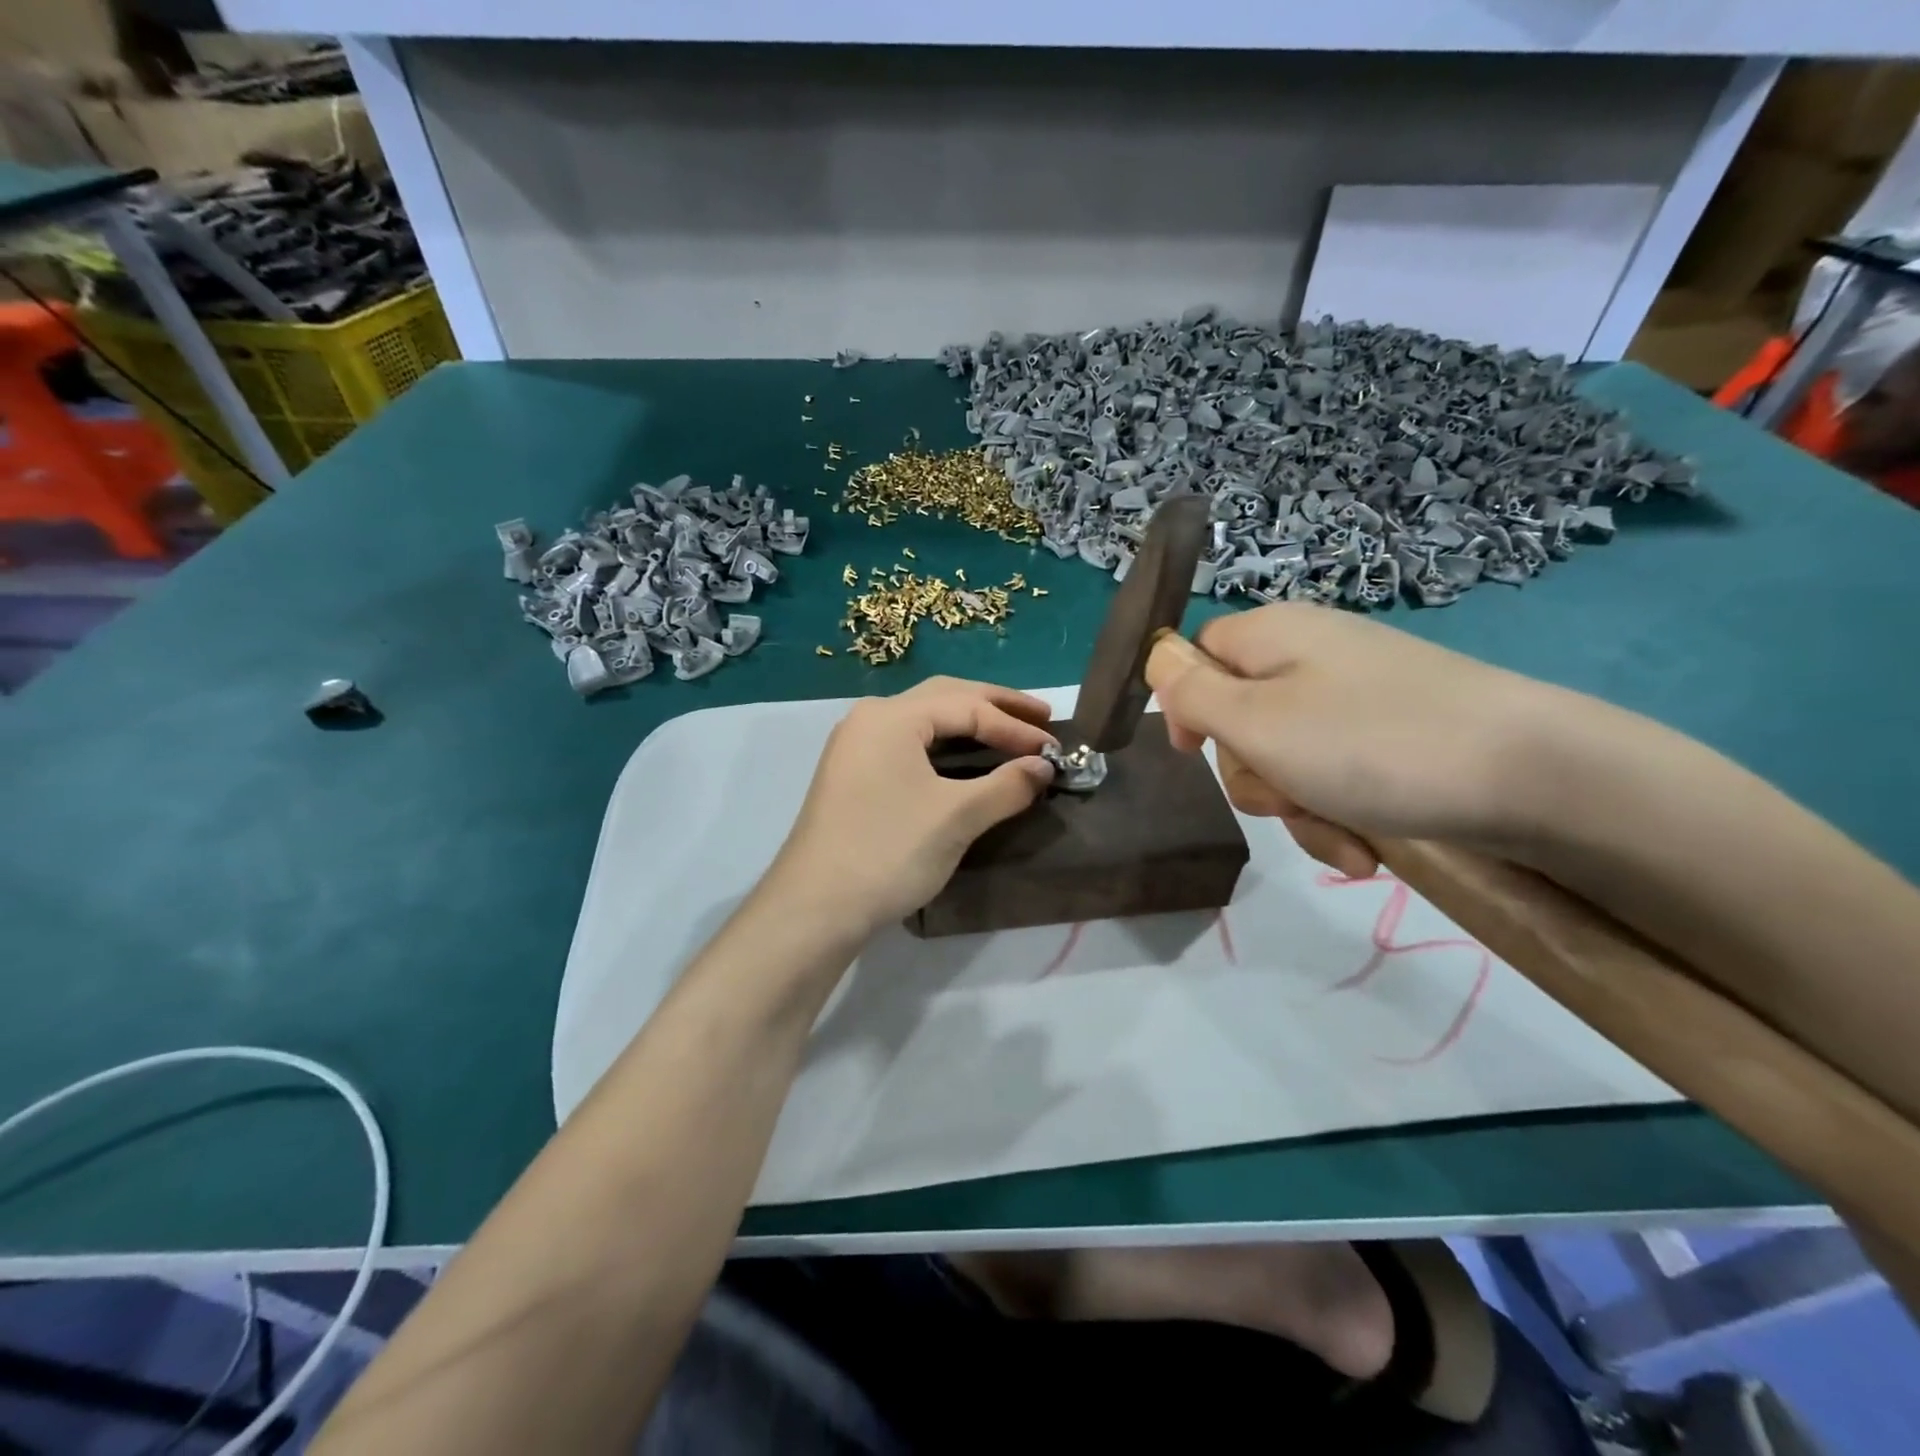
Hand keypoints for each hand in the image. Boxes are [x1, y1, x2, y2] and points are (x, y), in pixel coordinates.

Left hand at [763, 677, 1057, 935]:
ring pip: (925, 720)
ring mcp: (857, 746)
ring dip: (970, 723)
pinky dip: (946, 746)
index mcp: (891, 716)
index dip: (1015, 728)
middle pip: (944, 697)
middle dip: (995, 706)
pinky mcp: (854, 775)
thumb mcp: (956, 817)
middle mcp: (870, 719)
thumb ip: (1006, 785)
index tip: (1053, 750)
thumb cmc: (888, 852)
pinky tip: (968, 759)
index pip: (967, 707)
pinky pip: (910, 745)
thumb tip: (1044, 768)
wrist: (815, 908)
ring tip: (1013, 733)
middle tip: (1041, 718)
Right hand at [1146, 604, 1575, 876]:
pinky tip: (1366, 851)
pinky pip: (1334, 776)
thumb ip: (1190, 691)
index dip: (1186, 704)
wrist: (1536, 775)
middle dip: (1253, 772)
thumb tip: (1156, 658)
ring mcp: (1355, 699)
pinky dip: (1338, 815)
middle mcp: (1310, 657)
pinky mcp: (1392, 738)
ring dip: (1297, 807)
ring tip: (1341, 835)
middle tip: (1285, 795)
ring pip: (1286, 759)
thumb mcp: (1257, 721)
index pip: (1197, 655)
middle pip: (1239, 716)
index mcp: (1271, 635)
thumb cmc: (1372, 743)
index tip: (1194, 751)